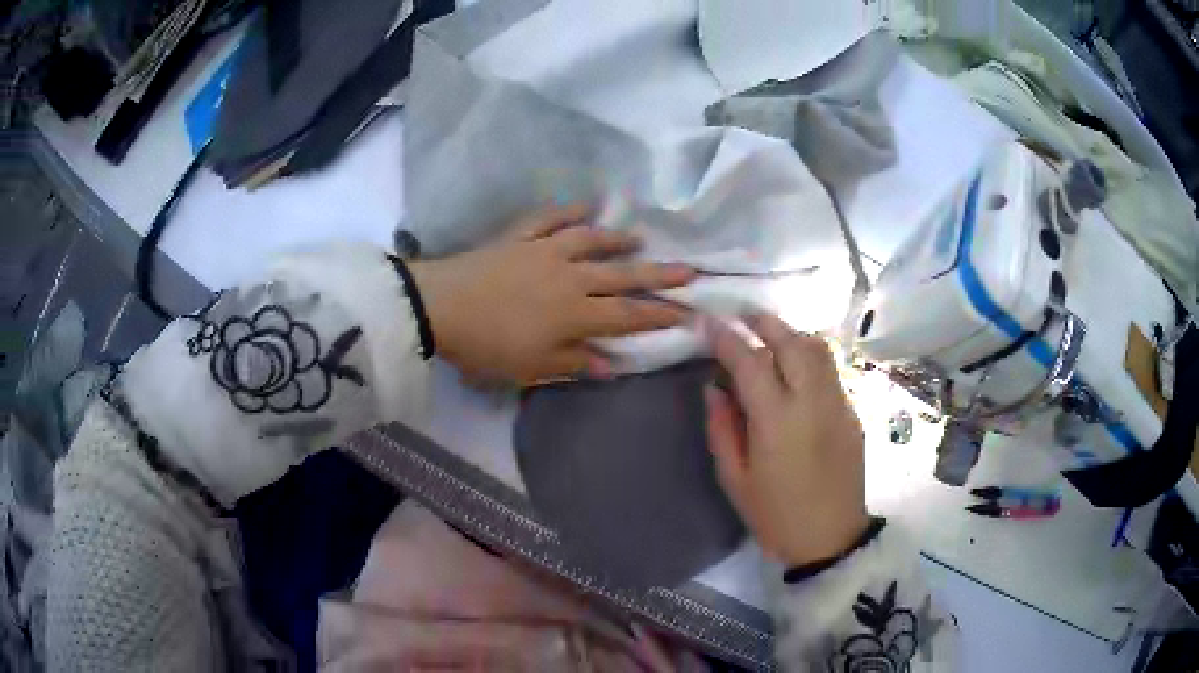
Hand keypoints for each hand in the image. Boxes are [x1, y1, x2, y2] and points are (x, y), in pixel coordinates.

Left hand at [408, 205, 695, 384]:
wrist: (439, 308)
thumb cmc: (486, 346)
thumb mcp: (531, 367)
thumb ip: (574, 362)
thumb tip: (611, 364)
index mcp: (575, 313)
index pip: (628, 315)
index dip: (660, 315)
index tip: (689, 312)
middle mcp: (570, 277)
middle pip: (622, 275)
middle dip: (659, 275)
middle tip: (688, 269)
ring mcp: (545, 251)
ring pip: (592, 241)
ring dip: (618, 240)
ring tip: (639, 240)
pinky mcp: (520, 237)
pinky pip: (550, 218)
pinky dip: (569, 211)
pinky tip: (586, 205)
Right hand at [703, 314, 868, 566]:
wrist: (830, 538)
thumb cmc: (775, 515)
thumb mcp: (734, 479)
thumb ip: (722, 427)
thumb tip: (715, 386)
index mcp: (777, 421)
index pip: (749, 361)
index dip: (725, 337)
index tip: (707, 322)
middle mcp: (812, 402)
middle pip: (791, 341)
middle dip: (764, 322)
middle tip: (742, 317)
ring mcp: (838, 404)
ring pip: (818, 349)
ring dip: (791, 334)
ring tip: (770, 338)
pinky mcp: (853, 412)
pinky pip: (830, 370)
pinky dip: (809, 357)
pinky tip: (795, 371)